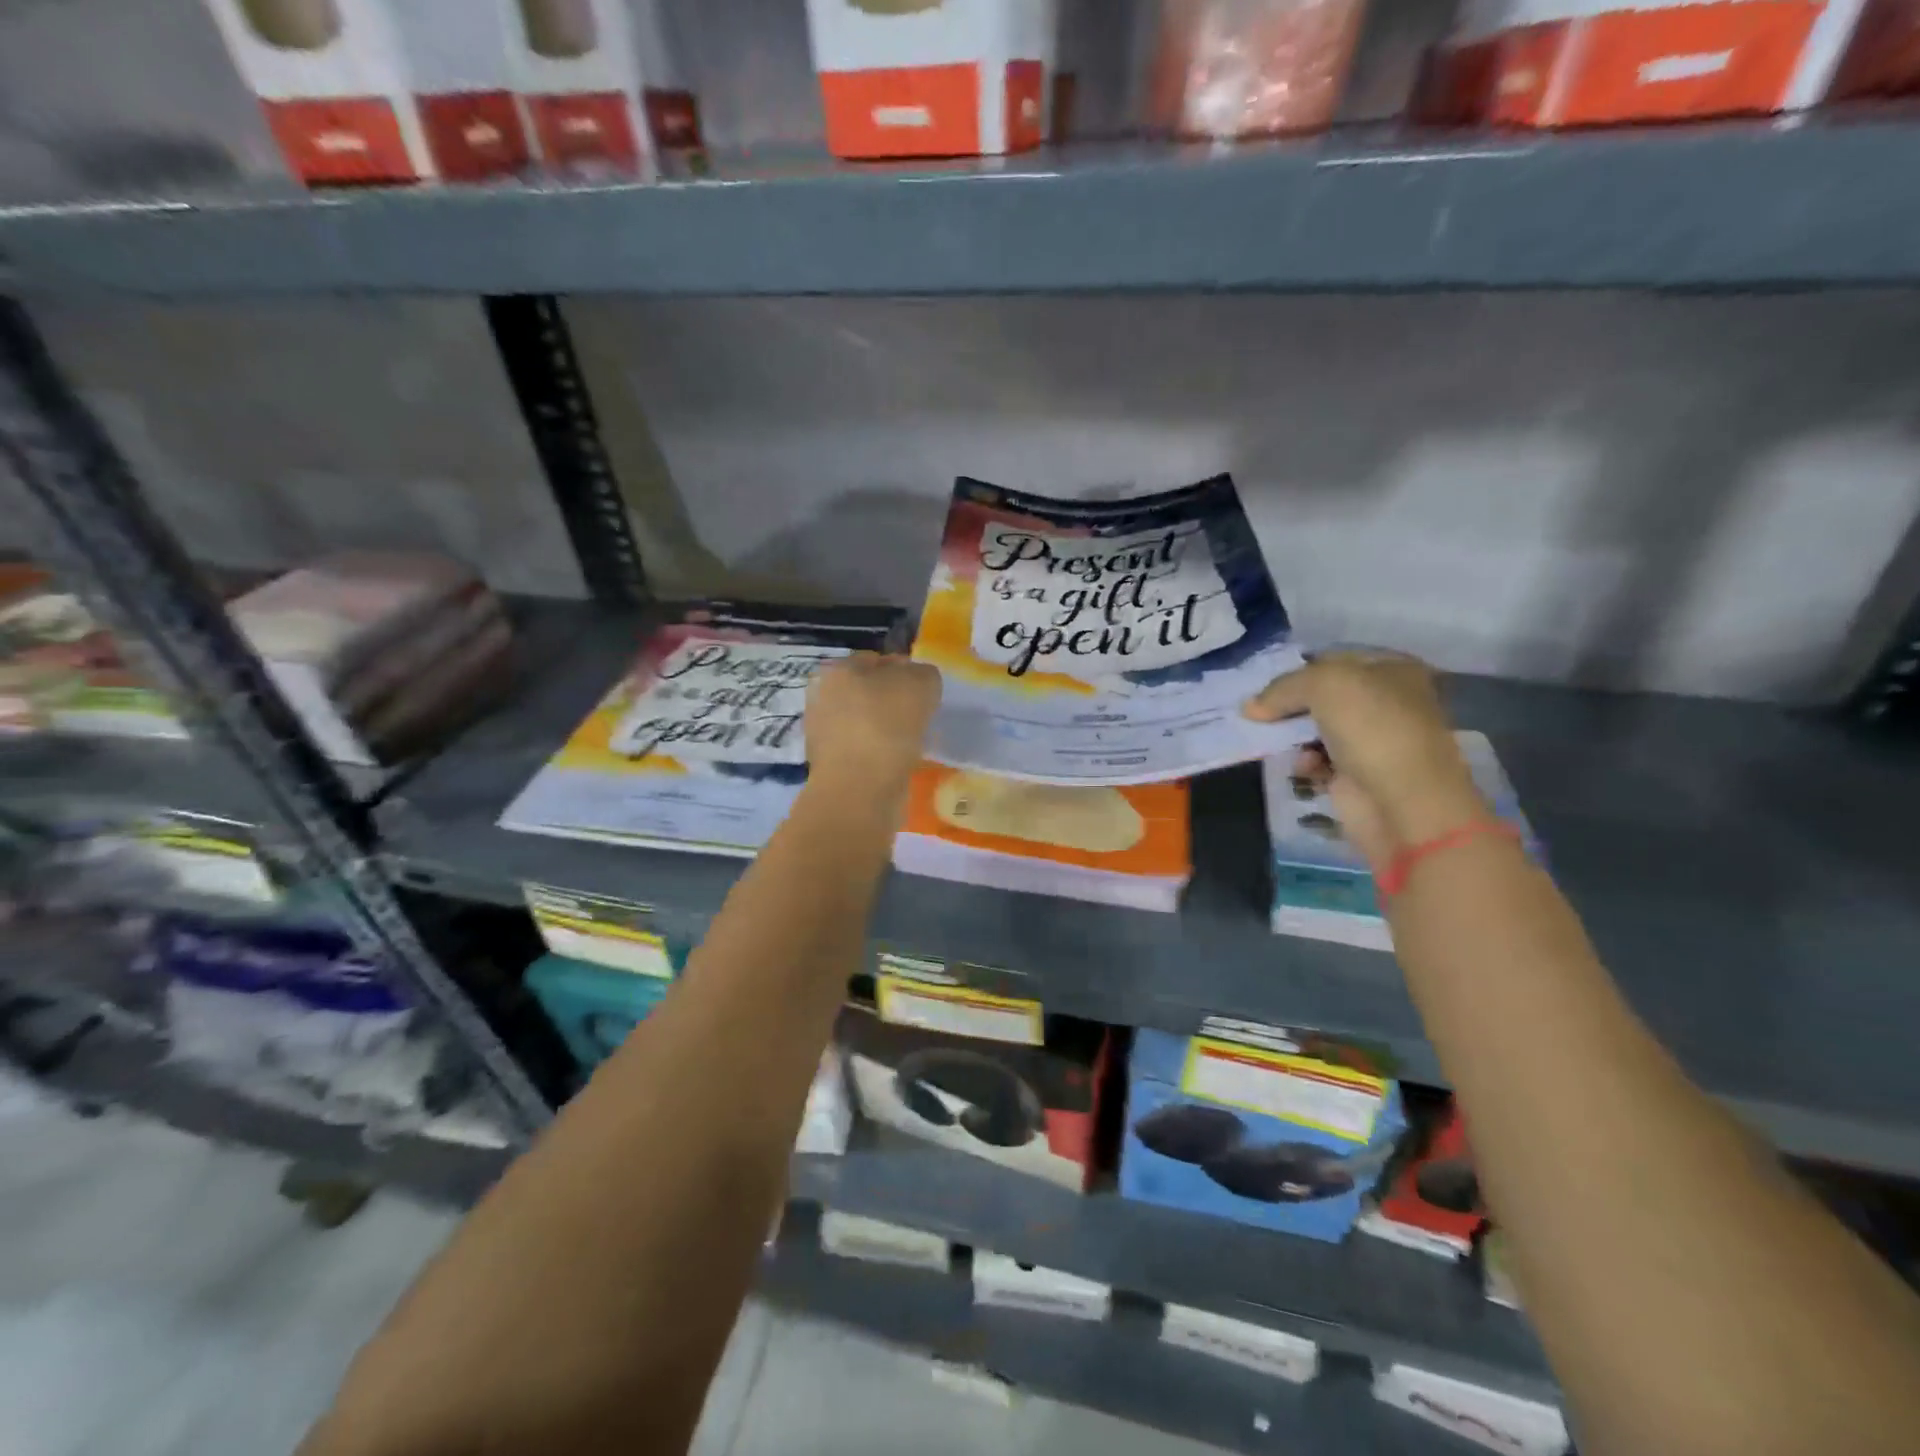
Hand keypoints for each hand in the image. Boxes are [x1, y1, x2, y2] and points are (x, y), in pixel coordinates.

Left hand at [805, 653, 941, 808]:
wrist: (860, 790)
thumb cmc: (887, 726)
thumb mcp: (921, 683)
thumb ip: (923, 674)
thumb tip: (918, 681)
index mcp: (837, 670)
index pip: (877, 660)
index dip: (905, 671)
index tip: (925, 692)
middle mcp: (822, 697)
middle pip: (869, 692)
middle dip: (894, 702)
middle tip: (922, 717)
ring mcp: (823, 733)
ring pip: (867, 722)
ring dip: (889, 730)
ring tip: (914, 742)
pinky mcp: (831, 765)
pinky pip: (865, 750)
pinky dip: (882, 754)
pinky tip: (899, 762)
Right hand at [1243, 651, 1484, 867]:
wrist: (1402, 801)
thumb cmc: (1372, 727)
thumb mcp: (1322, 685)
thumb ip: (1282, 688)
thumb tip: (1251, 708)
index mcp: (1392, 669)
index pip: (1333, 660)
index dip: (1298, 670)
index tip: (1265, 685)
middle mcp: (1385, 701)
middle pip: (1322, 696)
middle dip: (1290, 705)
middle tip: (1260, 713)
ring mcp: (1372, 740)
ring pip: (1316, 729)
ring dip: (1293, 735)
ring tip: (1278, 741)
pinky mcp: (1358, 775)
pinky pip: (1318, 761)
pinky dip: (1306, 763)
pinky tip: (1305, 767)